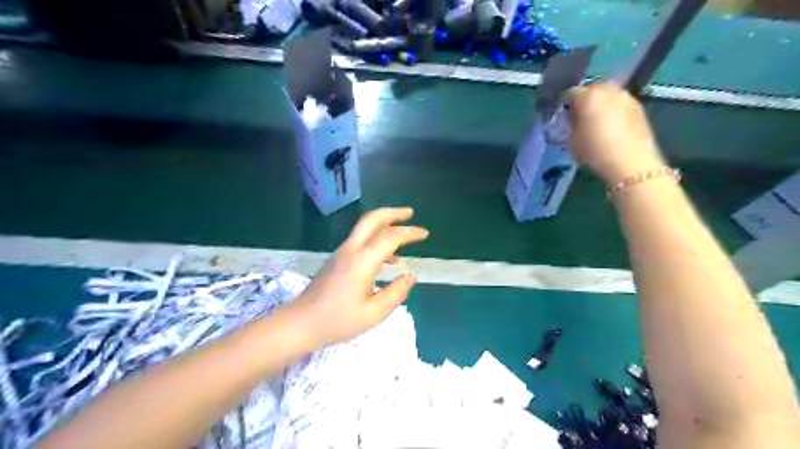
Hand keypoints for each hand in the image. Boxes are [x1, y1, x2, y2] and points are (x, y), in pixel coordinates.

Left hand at [281, 209, 431, 348]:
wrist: (300, 323)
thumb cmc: (338, 320)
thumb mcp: (373, 313)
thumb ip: (396, 293)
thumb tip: (410, 277)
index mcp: (363, 260)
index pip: (391, 237)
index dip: (410, 233)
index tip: (425, 234)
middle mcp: (351, 249)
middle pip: (372, 219)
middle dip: (393, 213)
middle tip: (410, 214)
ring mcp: (341, 252)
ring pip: (365, 227)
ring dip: (384, 225)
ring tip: (403, 237)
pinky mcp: (336, 259)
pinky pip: (360, 240)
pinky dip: (376, 238)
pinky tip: (386, 259)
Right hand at [569, 82, 669, 182]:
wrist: (630, 162)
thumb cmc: (595, 151)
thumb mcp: (572, 139)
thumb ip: (571, 124)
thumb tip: (573, 119)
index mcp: (588, 96)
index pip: (570, 93)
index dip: (566, 105)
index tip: (564, 118)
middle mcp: (608, 90)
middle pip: (591, 89)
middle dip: (585, 101)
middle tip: (581, 118)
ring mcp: (625, 96)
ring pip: (608, 95)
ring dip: (601, 104)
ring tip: (598, 122)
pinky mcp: (638, 106)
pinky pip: (619, 103)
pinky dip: (613, 110)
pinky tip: (612, 126)